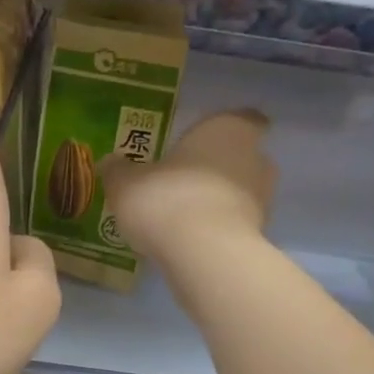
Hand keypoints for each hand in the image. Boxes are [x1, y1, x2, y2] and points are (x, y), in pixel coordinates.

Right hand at [100, 110, 276, 263]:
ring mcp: (263, 199)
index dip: (227, 128)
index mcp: (227, 129)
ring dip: (220, 200)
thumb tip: (110, 163)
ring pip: (242, 192)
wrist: (204, 255)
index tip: (207, 141)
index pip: (245, 118)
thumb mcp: (126, 184)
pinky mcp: (259, 236)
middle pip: (244, 156)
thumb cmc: (167, 200)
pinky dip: (219, 228)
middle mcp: (254, 158)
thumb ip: (119, 171)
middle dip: (220, 167)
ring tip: (185, 214)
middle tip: (186, 179)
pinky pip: (236, 224)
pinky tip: (192, 240)